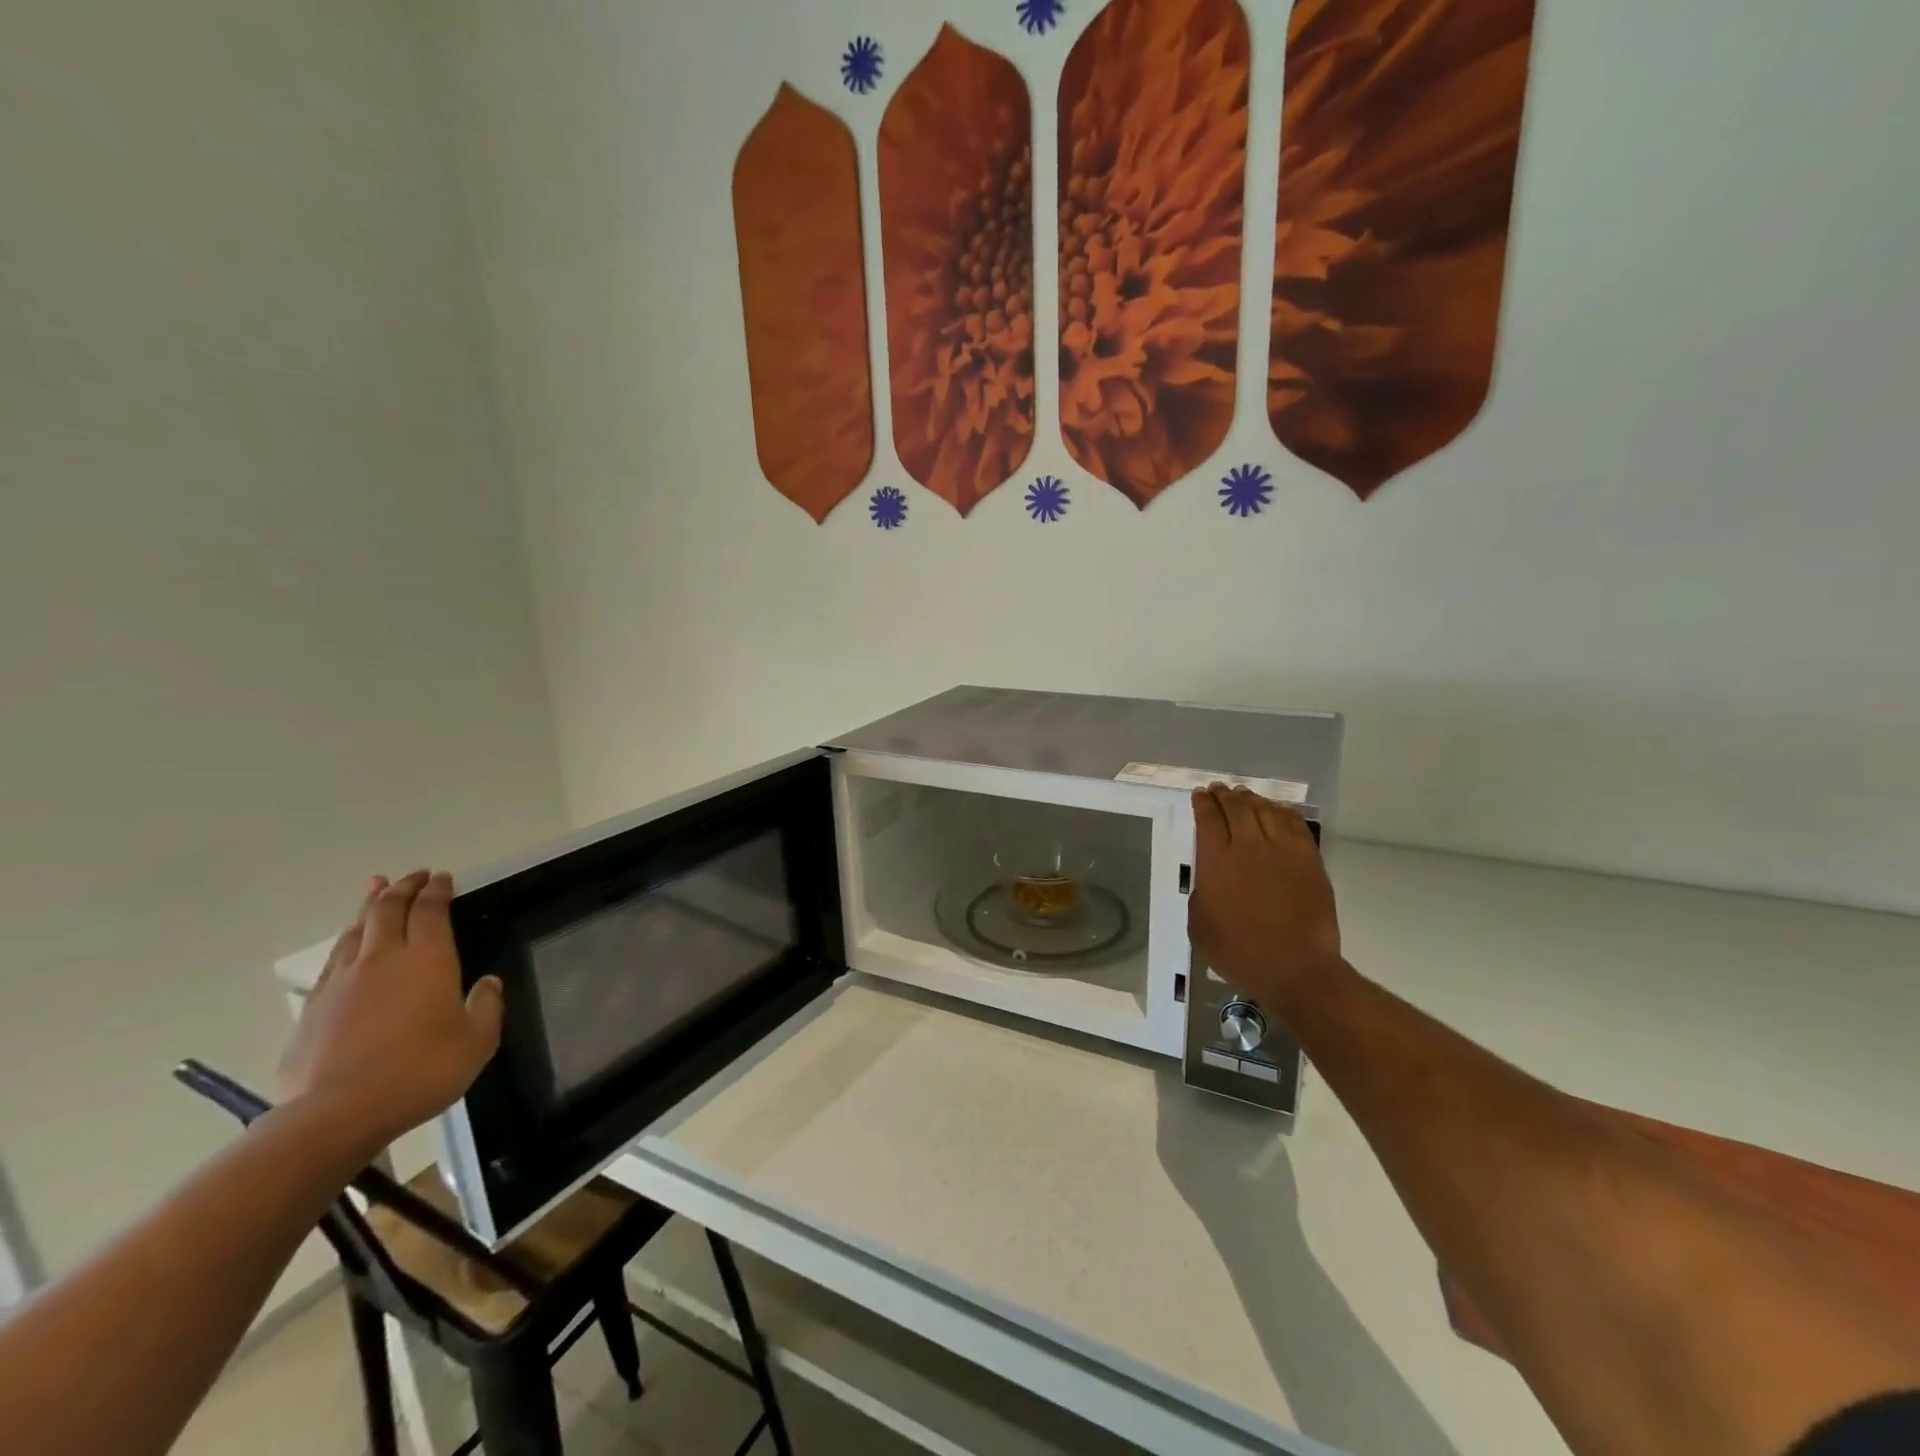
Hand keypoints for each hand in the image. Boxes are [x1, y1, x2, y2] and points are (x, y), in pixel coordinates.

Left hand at [279, 870, 503, 1152]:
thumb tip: (487, 983)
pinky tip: (348, 948)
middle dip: (402, 888)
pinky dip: (346, 943)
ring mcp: (341, 982)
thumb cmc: (422, 1071)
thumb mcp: (478, 1041)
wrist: (337, 1114)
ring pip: (354, 931)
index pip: (431, 910)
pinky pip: (333, 961)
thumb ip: (487, 1006)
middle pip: (387, 909)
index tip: (443, 878)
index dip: (437, 890)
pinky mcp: (312, 1008)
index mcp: (426, 959)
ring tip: (375, 892)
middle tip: (413, 875)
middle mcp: (382, 959)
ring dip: (368, 907)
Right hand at [1187, 786, 1342, 1012]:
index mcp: (1217, 861)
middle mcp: (1248, 847)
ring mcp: (1283, 851)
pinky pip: (1295, 825)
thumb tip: (1210, 880)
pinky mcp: (1309, 861)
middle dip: (1225, 795)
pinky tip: (1278, 810)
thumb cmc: (1239, 952)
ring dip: (1253, 799)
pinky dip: (1284, 812)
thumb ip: (1200, 893)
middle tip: (1219, 789)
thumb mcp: (1199, 924)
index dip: (1203, 804)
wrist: (1295, 968)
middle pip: (1237, 808)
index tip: (1200, 795)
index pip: (1208, 819)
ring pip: (1266, 811)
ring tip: (1245, 795)